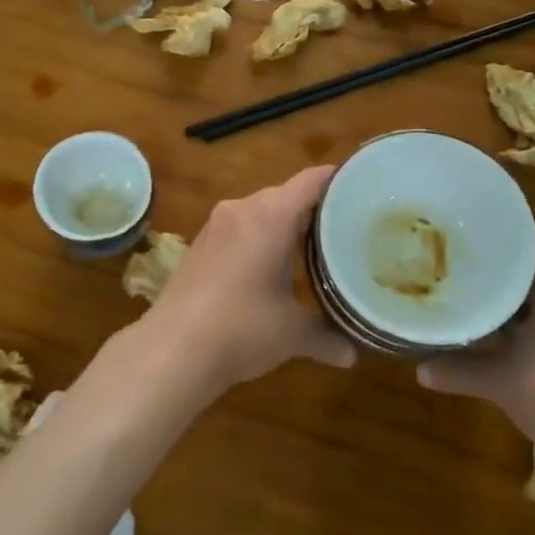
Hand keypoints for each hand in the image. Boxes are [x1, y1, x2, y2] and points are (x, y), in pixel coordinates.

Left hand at [142, 165, 355, 393]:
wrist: (172, 349)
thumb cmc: (241, 329)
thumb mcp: (292, 334)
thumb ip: (326, 337)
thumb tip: (353, 354)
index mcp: (271, 217)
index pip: (311, 181)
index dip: (338, 180)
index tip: (362, 189)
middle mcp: (242, 209)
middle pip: (286, 194)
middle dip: (314, 209)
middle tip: (344, 228)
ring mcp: (216, 224)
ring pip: (259, 210)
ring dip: (283, 224)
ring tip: (312, 247)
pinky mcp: (199, 242)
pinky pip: (239, 226)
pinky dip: (258, 236)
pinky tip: (268, 264)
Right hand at [416, 226, 534, 472]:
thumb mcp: (504, 382)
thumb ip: (460, 369)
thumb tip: (418, 370)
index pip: (524, 229)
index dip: (486, 226)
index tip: (450, 230)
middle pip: (531, 258)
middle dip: (490, 262)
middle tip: (445, 261)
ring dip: (508, 292)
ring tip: (463, 291)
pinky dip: (527, 314)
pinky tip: (496, 330)